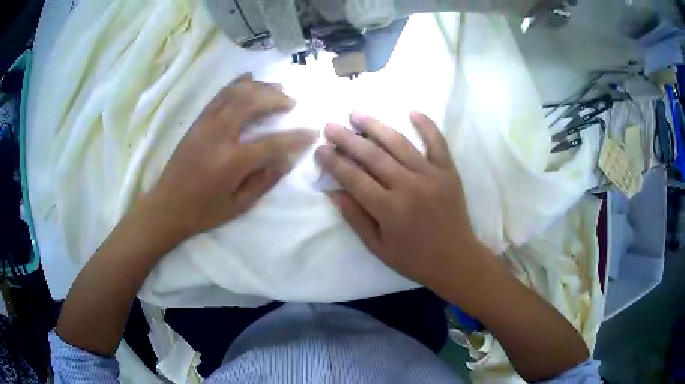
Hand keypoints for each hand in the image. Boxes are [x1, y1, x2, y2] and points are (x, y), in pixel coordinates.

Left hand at [145, 74, 316, 240]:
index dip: (295, 138)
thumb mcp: (238, 206)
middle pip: (251, 104)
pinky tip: (249, 80)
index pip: (271, 144)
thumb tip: (287, 160)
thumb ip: (264, 181)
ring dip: (259, 87)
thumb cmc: (203, 212)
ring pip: (234, 93)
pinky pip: (219, 96)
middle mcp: (217, 137)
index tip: (312, 132)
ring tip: (276, 87)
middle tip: (292, 101)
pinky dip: (237, 84)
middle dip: (275, 98)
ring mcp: (205, 125)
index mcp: (230, 163)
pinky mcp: (197, 122)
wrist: (166, 207)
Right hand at [315, 111, 489, 288]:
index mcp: (388, 209)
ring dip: (375, 126)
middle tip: (331, 126)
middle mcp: (408, 187)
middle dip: (347, 139)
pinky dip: (426, 125)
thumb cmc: (414, 259)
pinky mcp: (448, 172)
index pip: (354, 178)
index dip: (334, 162)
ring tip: (356, 113)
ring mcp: (430, 176)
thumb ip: (355, 218)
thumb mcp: (377, 247)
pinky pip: (437, 143)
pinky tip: (412, 111)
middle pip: (372, 156)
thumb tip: (334, 192)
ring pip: (399, 144)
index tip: (320, 149)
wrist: (456, 260)